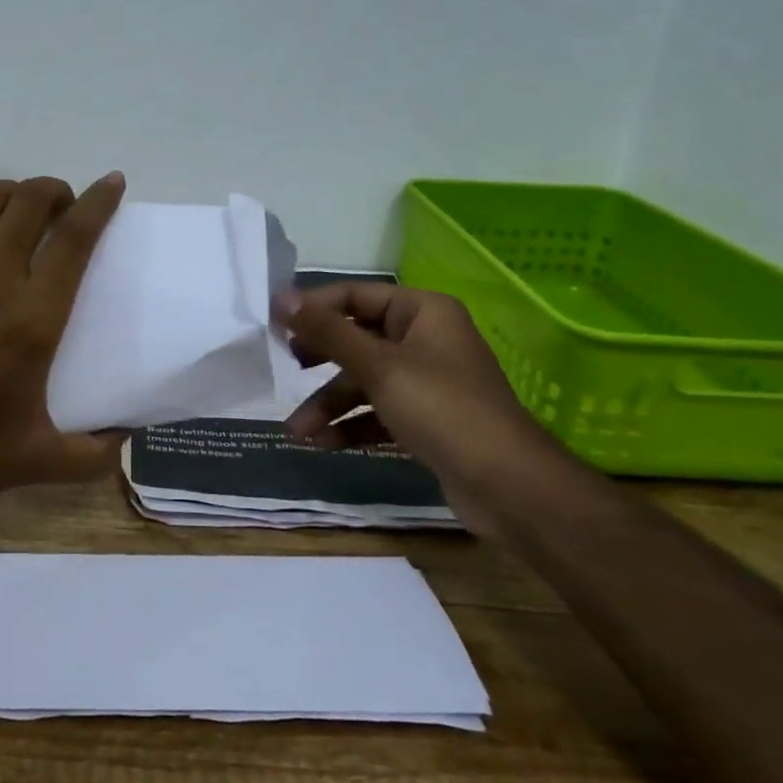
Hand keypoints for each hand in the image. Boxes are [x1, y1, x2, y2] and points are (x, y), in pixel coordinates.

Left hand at [0, 113, 127, 521]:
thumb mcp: (39, 462)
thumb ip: (96, 455)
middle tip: (63, 207)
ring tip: (23, 200)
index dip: (100, 203)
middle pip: (33, 205)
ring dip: (13, 189)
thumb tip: (133, 442)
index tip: (112, 183)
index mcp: (32, 320)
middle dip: (57, 193)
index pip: (76, 240)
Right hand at [275, 283, 560, 537]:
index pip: (355, 296)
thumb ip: (328, 332)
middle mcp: (425, 339)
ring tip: (296, 431)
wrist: (509, 486)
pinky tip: (323, 444)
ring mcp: (426, 381)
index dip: (314, 309)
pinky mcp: (425, 419)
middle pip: (357, 339)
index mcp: (422, 312)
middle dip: (320, 361)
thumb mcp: (378, 367)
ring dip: (329, 404)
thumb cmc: (442, 410)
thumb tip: (282, 298)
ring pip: (364, 381)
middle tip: (287, 368)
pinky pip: (377, 412)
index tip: (274, 325)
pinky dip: (351, 425)